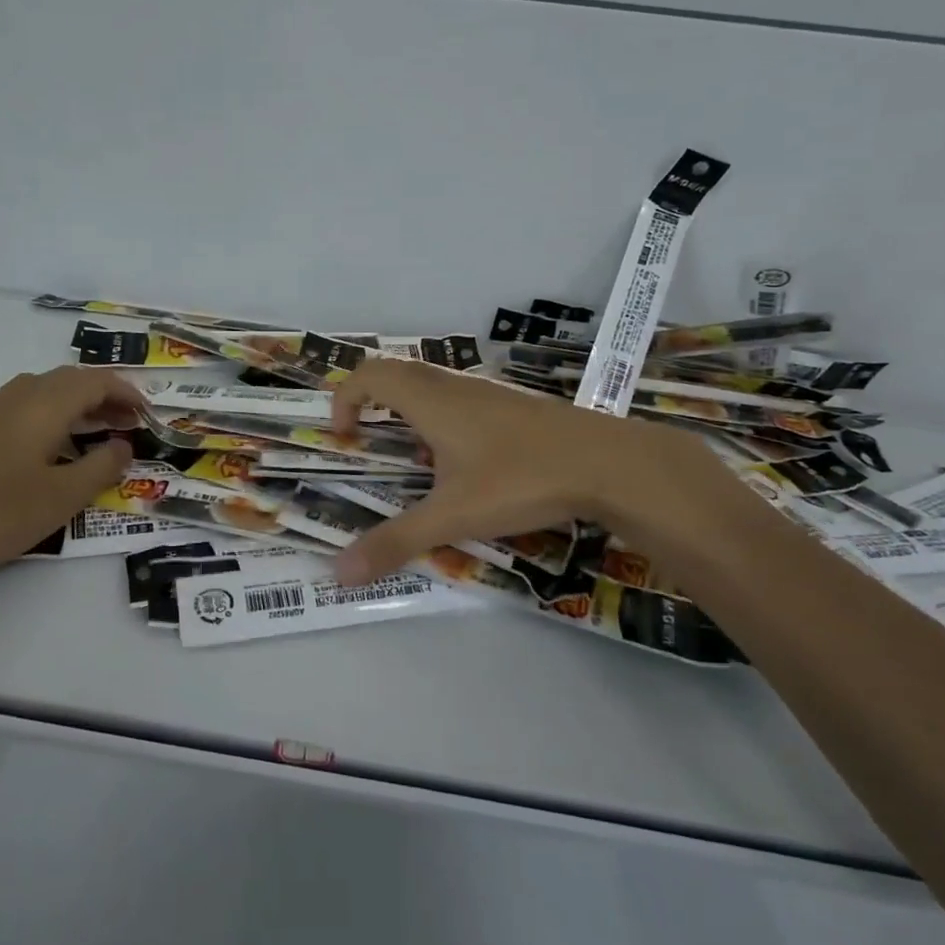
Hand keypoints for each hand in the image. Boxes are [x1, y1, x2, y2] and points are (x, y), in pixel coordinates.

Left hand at [0, 366, 144, 583]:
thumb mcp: (63, 497)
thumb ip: (102, 466)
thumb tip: (123, 445)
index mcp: (45, 404)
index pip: (97, 381)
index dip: (127, 392)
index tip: (147, 413)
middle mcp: (19, 395)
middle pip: (71, 380)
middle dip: (105, 396)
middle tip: (127, 424)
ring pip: (46, 390)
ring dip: (77, 403)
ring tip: (95, 432)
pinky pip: (24, 404)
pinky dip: (51, 413)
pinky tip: (50, 445)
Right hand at [328, 360, 759, 584]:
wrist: (606, 461)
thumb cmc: (520, 479)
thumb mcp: (452, 515)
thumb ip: (395, 541)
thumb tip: (338, 572)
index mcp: (428, 399)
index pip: (368, 374)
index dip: (344, 399)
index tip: (344, 438)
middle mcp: (453, 385)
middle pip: (396, 372)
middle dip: (371, 401)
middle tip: (368, 442)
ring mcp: (487, 391)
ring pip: (432, 383)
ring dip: (409, 410)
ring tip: (415, 459)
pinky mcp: (513, 404)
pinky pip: (460, 397)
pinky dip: (442, 417)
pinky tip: (464, 462)